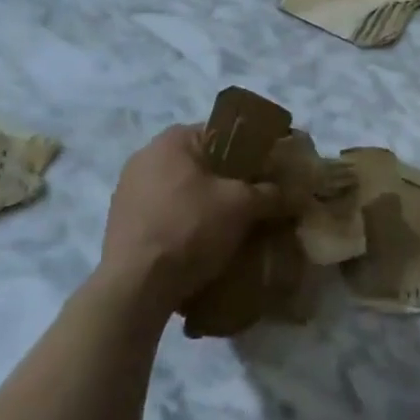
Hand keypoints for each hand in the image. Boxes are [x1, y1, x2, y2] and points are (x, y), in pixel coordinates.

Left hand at [99, 125, 290, 309]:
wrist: (136, 285)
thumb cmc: (189, 228)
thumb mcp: (241, 206)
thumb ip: (270, 193)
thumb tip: (296, 194)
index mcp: (172, 140)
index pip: (222, 134)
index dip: (251, 152)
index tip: (270, 173)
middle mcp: (145, 156)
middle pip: (202, 163)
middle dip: (230, 182)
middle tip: (257, 202)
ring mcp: (129, 190)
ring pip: (183, 191)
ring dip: (207, 204)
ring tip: (233, 227)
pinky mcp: (123, 222)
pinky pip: (166, 213)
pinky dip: (186, 223)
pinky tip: (203, 244)